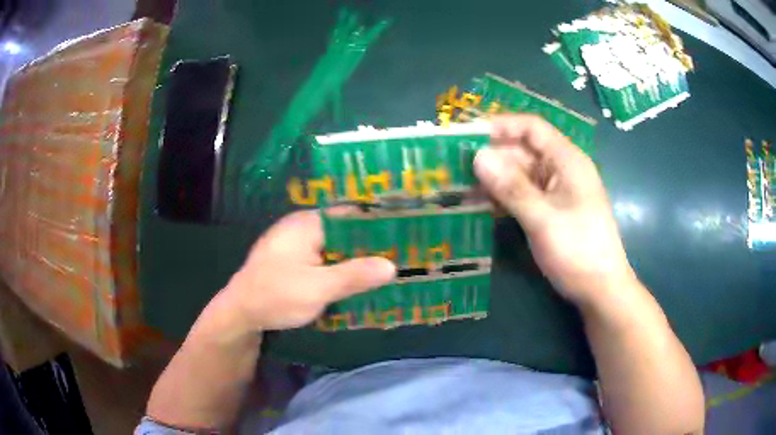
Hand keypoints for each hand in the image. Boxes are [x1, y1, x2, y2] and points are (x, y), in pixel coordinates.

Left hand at [215, 210, 395, 332]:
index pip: (351, 214)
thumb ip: (354, 276)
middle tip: (401, 255)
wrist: (239, 313)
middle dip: (370, 244)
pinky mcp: (294, 260)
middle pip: (345, 231)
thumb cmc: (274, 296)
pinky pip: (325, 258)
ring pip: (336, 246)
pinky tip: (357, 280)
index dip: (378, 224)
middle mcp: (303, 227)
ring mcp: (297, 244)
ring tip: (386, 268)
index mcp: (308, 224)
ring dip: (356, 258)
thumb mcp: (317, 288)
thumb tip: (391, 266)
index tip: (404, 235)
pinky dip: (341, 267)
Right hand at [474, 115, 634, 304]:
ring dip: (493, 178)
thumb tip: (478, 156)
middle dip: (491, 156)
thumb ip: (512, 187)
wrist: (600, 290)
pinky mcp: (549, 210)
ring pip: (519, 174)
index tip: (468, 134)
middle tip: (455, 166)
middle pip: (522, 150)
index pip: (532, 128)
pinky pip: (522, 194)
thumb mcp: (544, 219)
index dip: (501, 125)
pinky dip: (502, 196)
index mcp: (567, 160)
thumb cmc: (579, 251)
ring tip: (461, 187)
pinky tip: (480, 204)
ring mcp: (555, 191)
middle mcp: (560, 169)